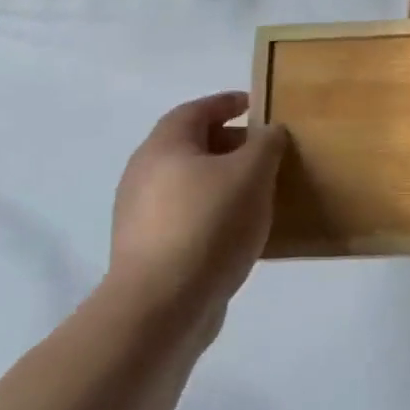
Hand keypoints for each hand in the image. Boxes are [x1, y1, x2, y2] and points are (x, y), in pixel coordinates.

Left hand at [109, 91, 287, 325]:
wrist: (161, 307)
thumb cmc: (208, 225)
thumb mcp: (251, 174)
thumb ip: (265, 144)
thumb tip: (269, 131)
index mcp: (164, 146)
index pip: (196, 110)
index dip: (226, 103)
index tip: (256, 104)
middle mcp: (144, 174)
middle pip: (191, 146)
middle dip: (229, 143)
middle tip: (265, 151)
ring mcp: (141, 216)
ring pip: (189, 184)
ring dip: (223, 181)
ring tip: (259, 191)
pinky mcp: (148, 251)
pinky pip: (187, 217)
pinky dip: (214, 212)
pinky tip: (240, 230)